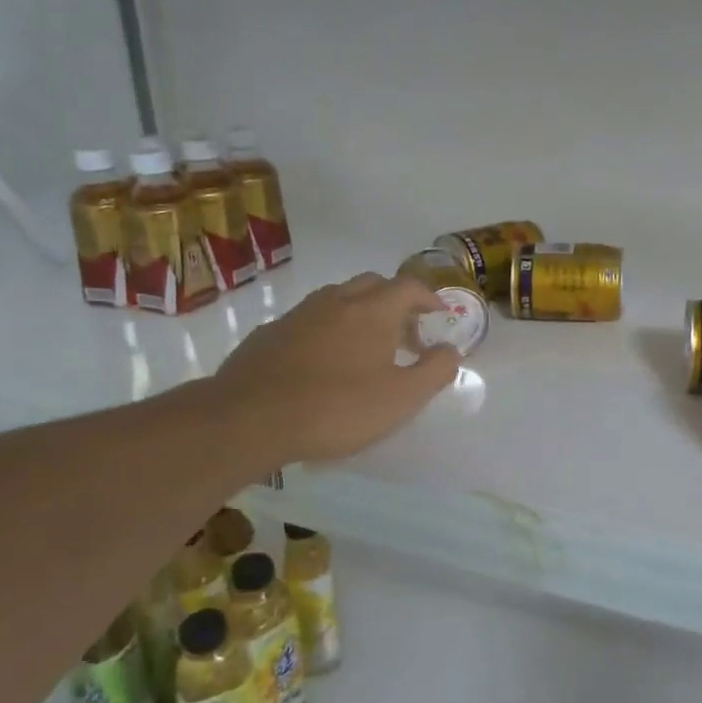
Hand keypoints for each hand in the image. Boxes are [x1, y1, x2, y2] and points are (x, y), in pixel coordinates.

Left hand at [208, 273, 460, 466]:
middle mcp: (336, 300)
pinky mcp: (270, 333)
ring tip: (364, 348)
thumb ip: (434, 370)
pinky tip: (322, 363)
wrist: (250, 418)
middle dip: (394, 302)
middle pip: (373, 284)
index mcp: (373, 310)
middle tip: (404, 334)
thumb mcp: (401, 398)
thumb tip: (451, 349)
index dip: (429, 297)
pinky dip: (326, 330)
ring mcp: (299, 314)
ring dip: (359, 313)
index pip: (409, 287)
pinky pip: (309, 320)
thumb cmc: (337, 408)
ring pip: (337, 299)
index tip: (438, 314)